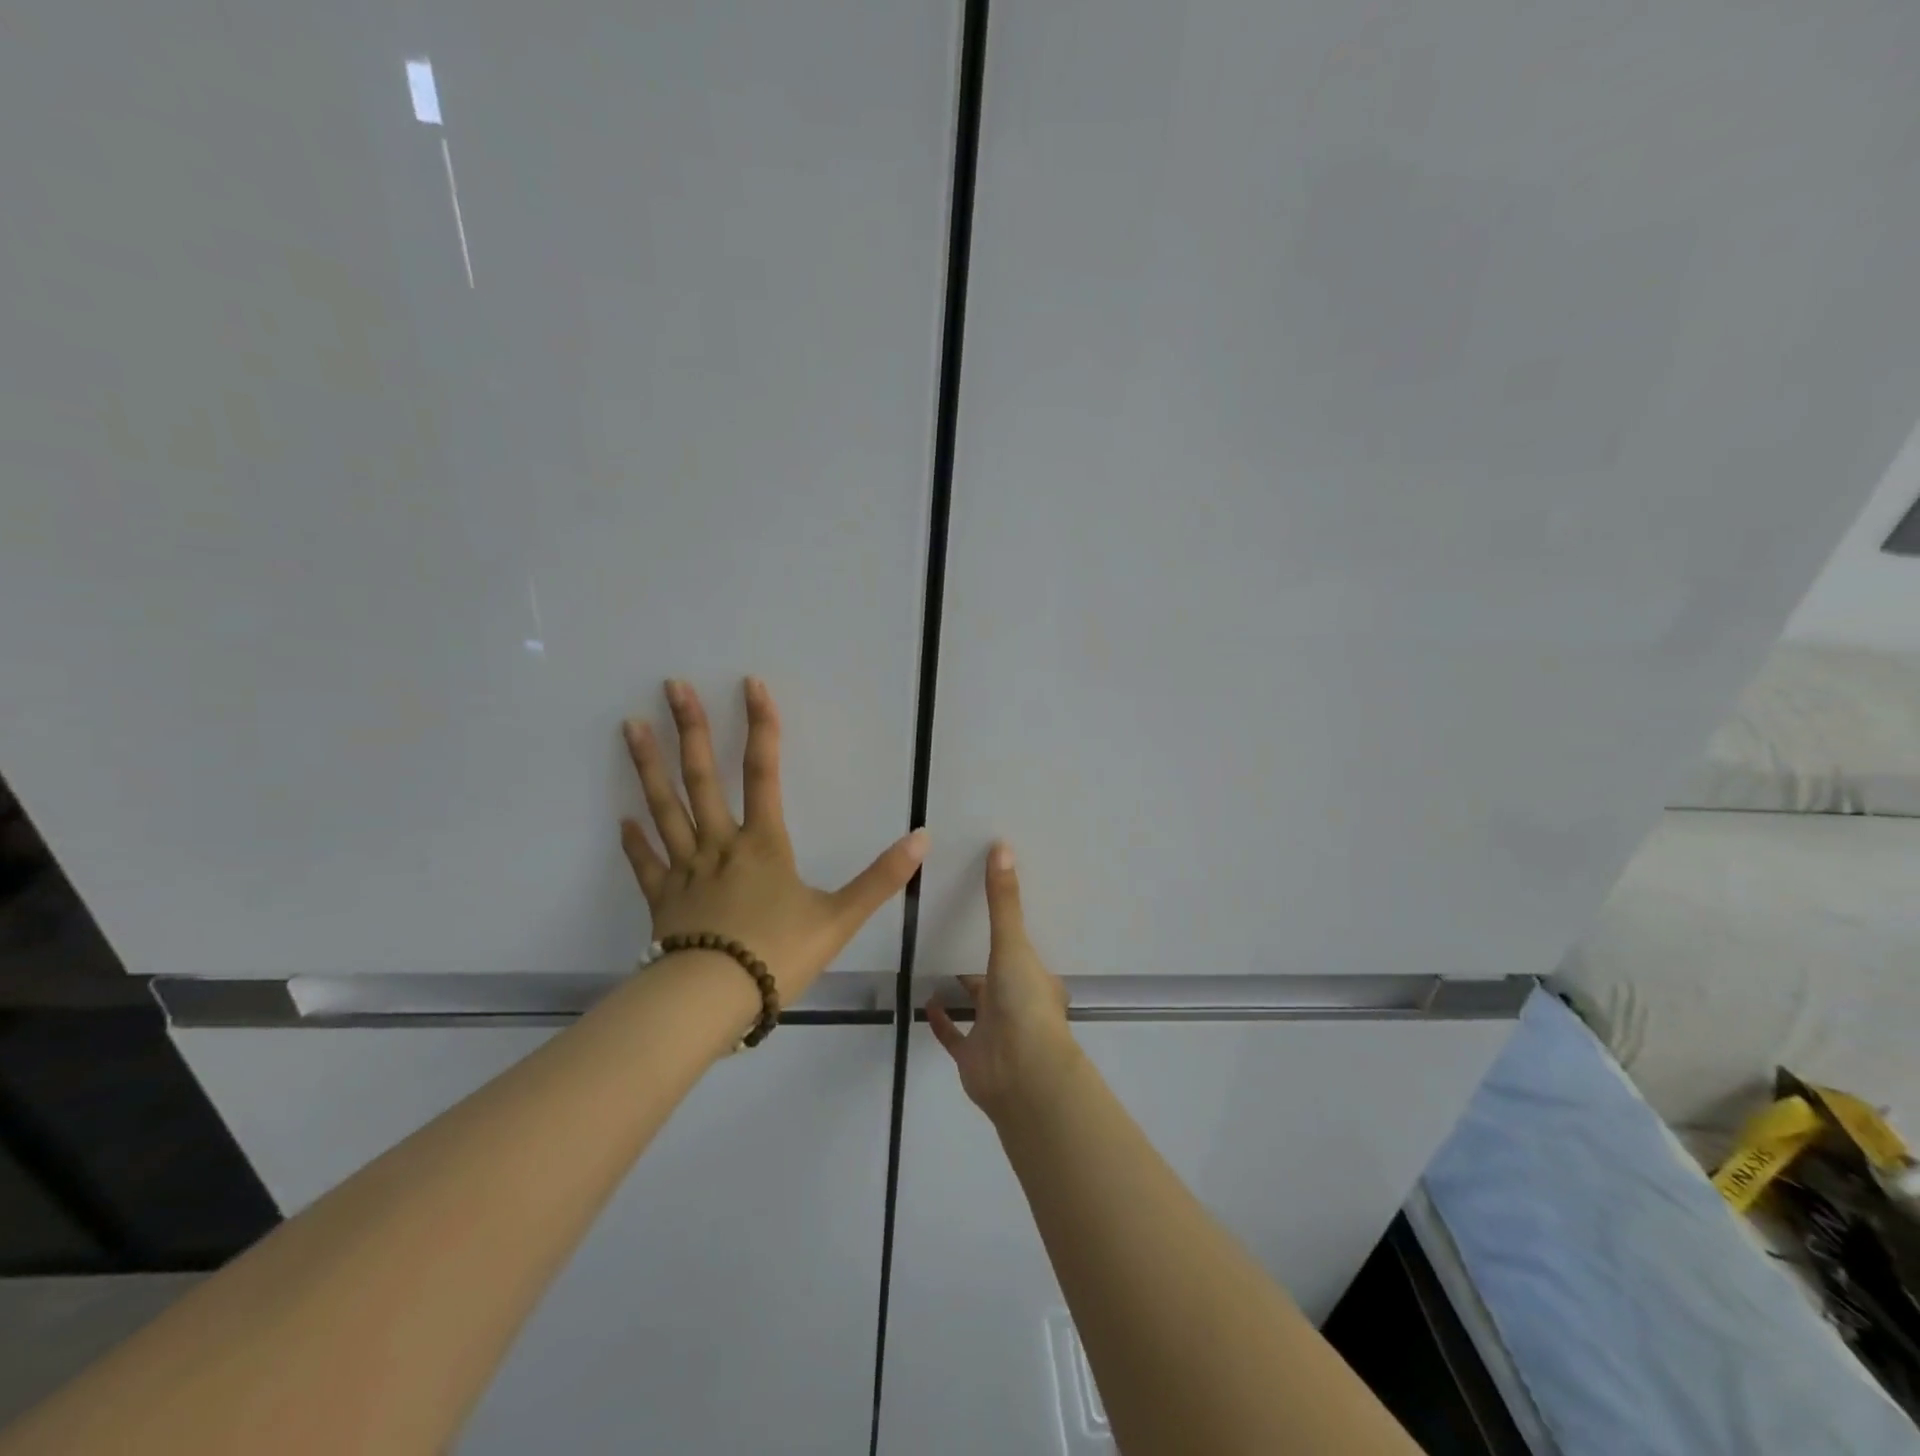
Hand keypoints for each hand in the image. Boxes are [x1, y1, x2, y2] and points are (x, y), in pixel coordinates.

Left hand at [620, 677, 926, 1005]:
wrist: (712, 1000)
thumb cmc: (777, 955)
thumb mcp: (839, 918)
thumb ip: (881, 878)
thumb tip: (922, 839)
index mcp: (763, 844)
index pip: (764, 772)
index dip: (761, 726)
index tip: (751, 685)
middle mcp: (720, 845)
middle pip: (702, 778)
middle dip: (691, 729)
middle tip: (672, 686)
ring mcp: (685, 871)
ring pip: (665, 809)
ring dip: (649, 767)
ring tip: (632, 726)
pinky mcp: (663, 901)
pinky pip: (646, 864)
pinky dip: (635, 842)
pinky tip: (623, 820)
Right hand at [927, 843, 1077, 1118]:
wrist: (1021, 1074)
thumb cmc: (1025, 1004)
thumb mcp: (1013, 944)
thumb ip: (1003, 901)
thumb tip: (1002, 845)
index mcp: (1037, 980)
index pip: (1026, 954)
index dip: (1013, 936)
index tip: (992, 913)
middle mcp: (1019, 1005)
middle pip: (1000, 977)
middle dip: (983, 960)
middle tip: (956, 929)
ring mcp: (995, 1032)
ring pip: (977, 1005)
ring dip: (961, 988)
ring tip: (935, 958)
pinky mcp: (971, 1056)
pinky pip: (953, 1035)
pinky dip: (940, 1020)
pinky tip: (925, 999)